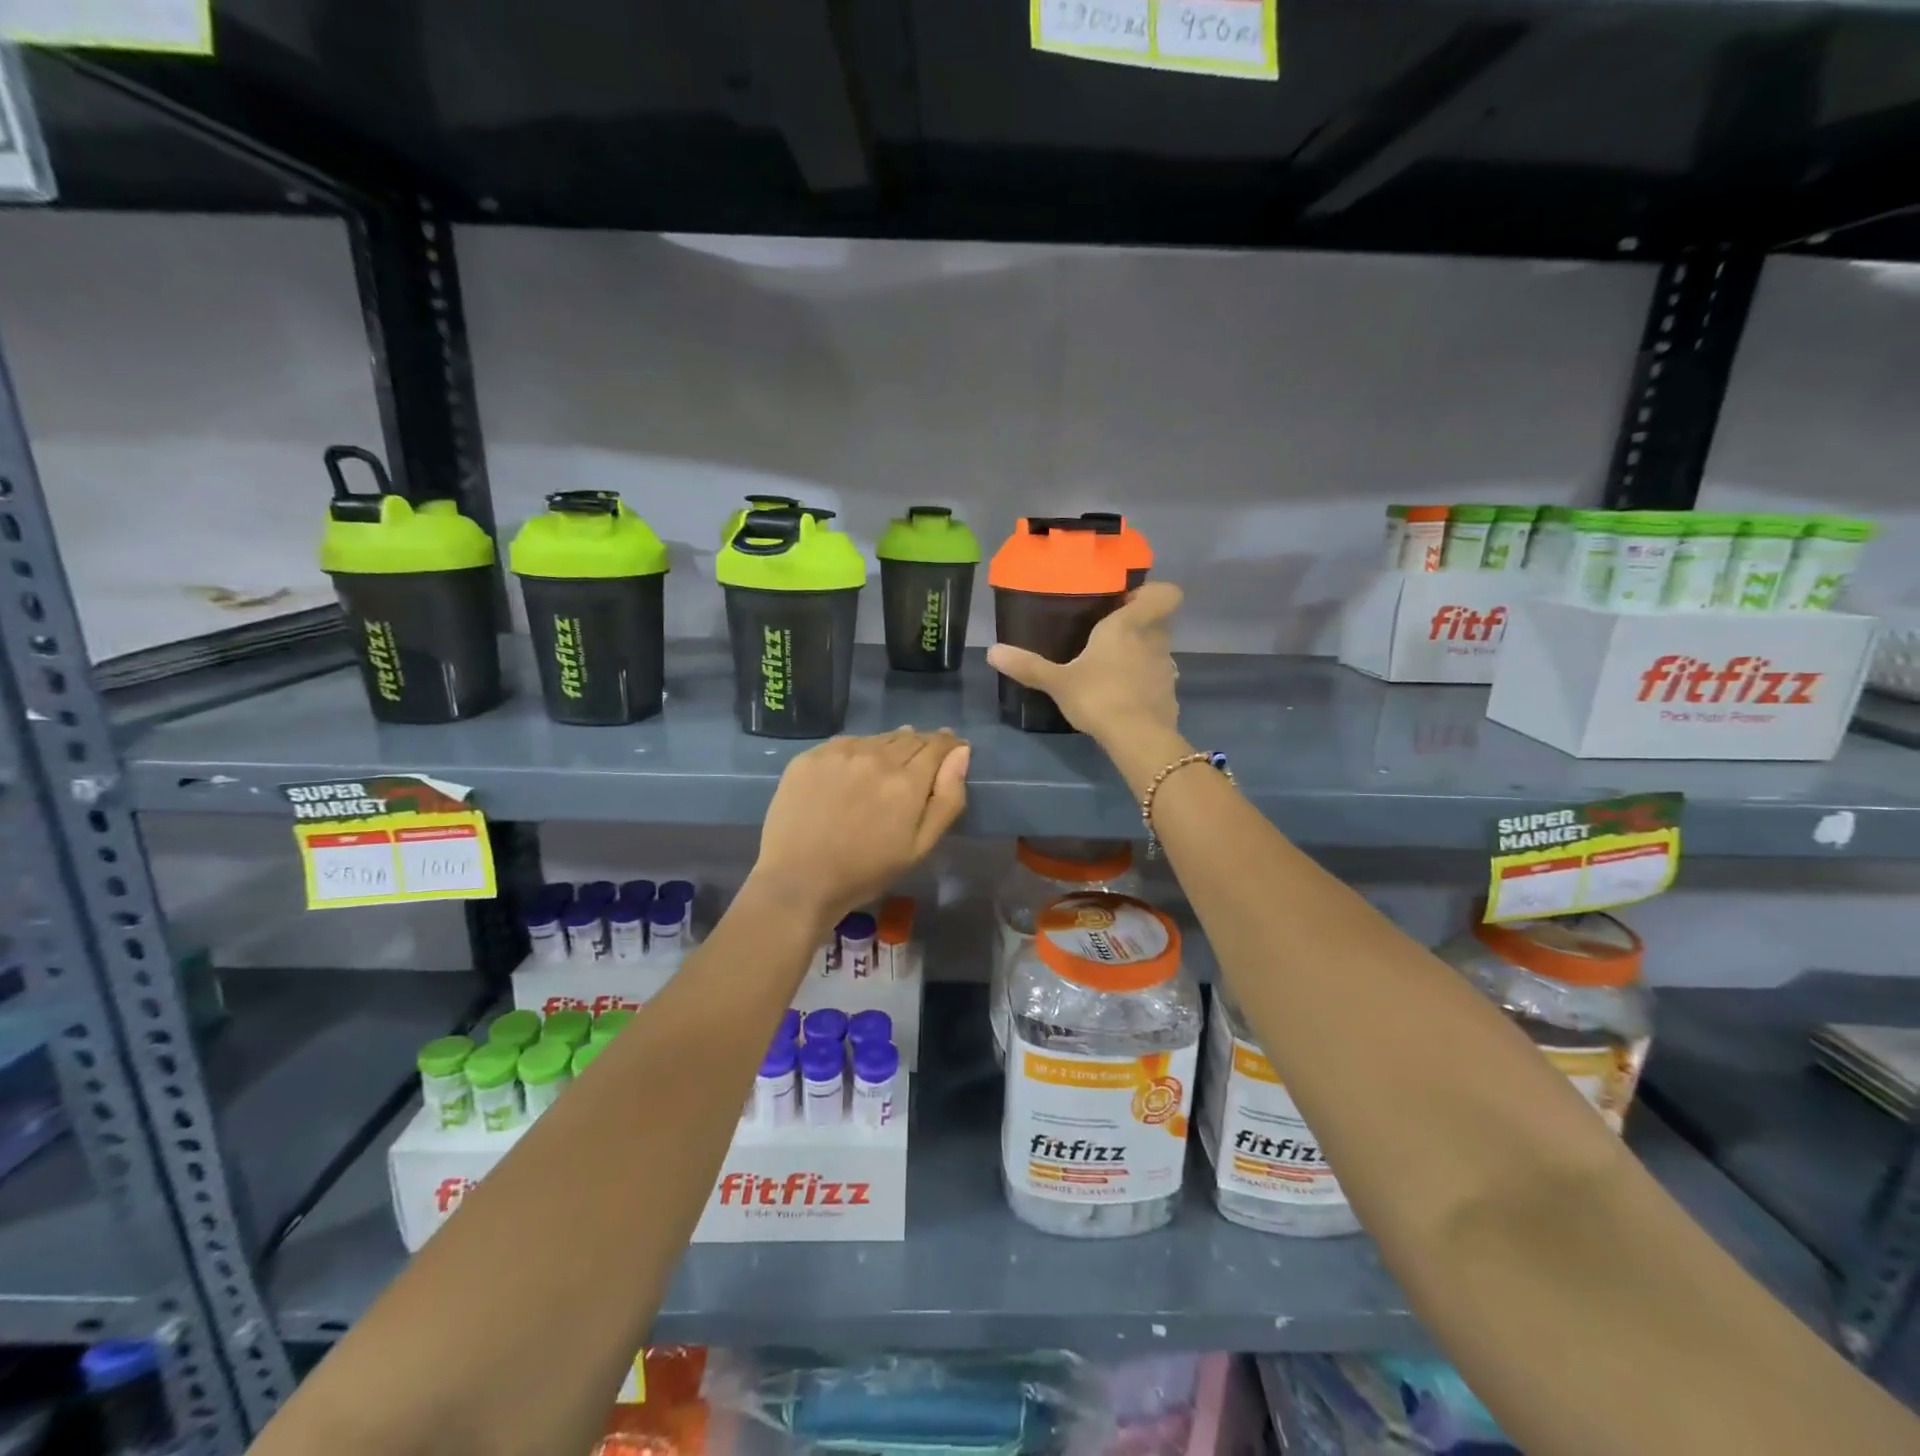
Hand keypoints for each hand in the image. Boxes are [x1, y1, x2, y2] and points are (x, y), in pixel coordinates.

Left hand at [753, 728, 969, 926]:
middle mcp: (875, 756)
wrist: (798, 881)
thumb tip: (961, 753)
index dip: (949, 745)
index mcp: (907, 781)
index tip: (953, 749)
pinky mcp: (810, 756)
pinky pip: (846, 743)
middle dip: (922, 745)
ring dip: (891, 745)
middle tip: (922, 762)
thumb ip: (947, 799)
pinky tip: (856, 768)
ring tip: (890, 765)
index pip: (937, 746)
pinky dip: (859, 750)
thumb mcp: (919, 847)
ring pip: (878, 738)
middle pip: (909, 737)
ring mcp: (840, 753)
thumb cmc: (866, 872)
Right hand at [987, 582, 1183, 749]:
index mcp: (1129, 625)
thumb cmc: (1098, 696)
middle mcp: (1154, 640)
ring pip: (1158, 651)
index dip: (1153, 593)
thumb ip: (1028, 666)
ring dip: (1141, 655)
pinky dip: (1144, 684)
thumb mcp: (1057, 682)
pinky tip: (1123, 698)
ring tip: (1112, 669)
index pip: (1164, 593)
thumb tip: (992, 651)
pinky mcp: (1170, 695)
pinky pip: (1157, 680)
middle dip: (1139, 625)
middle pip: (1158, 621)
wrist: (1137, 738)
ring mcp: (1166, 669)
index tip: (1127, 602)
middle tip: (1109, 636)